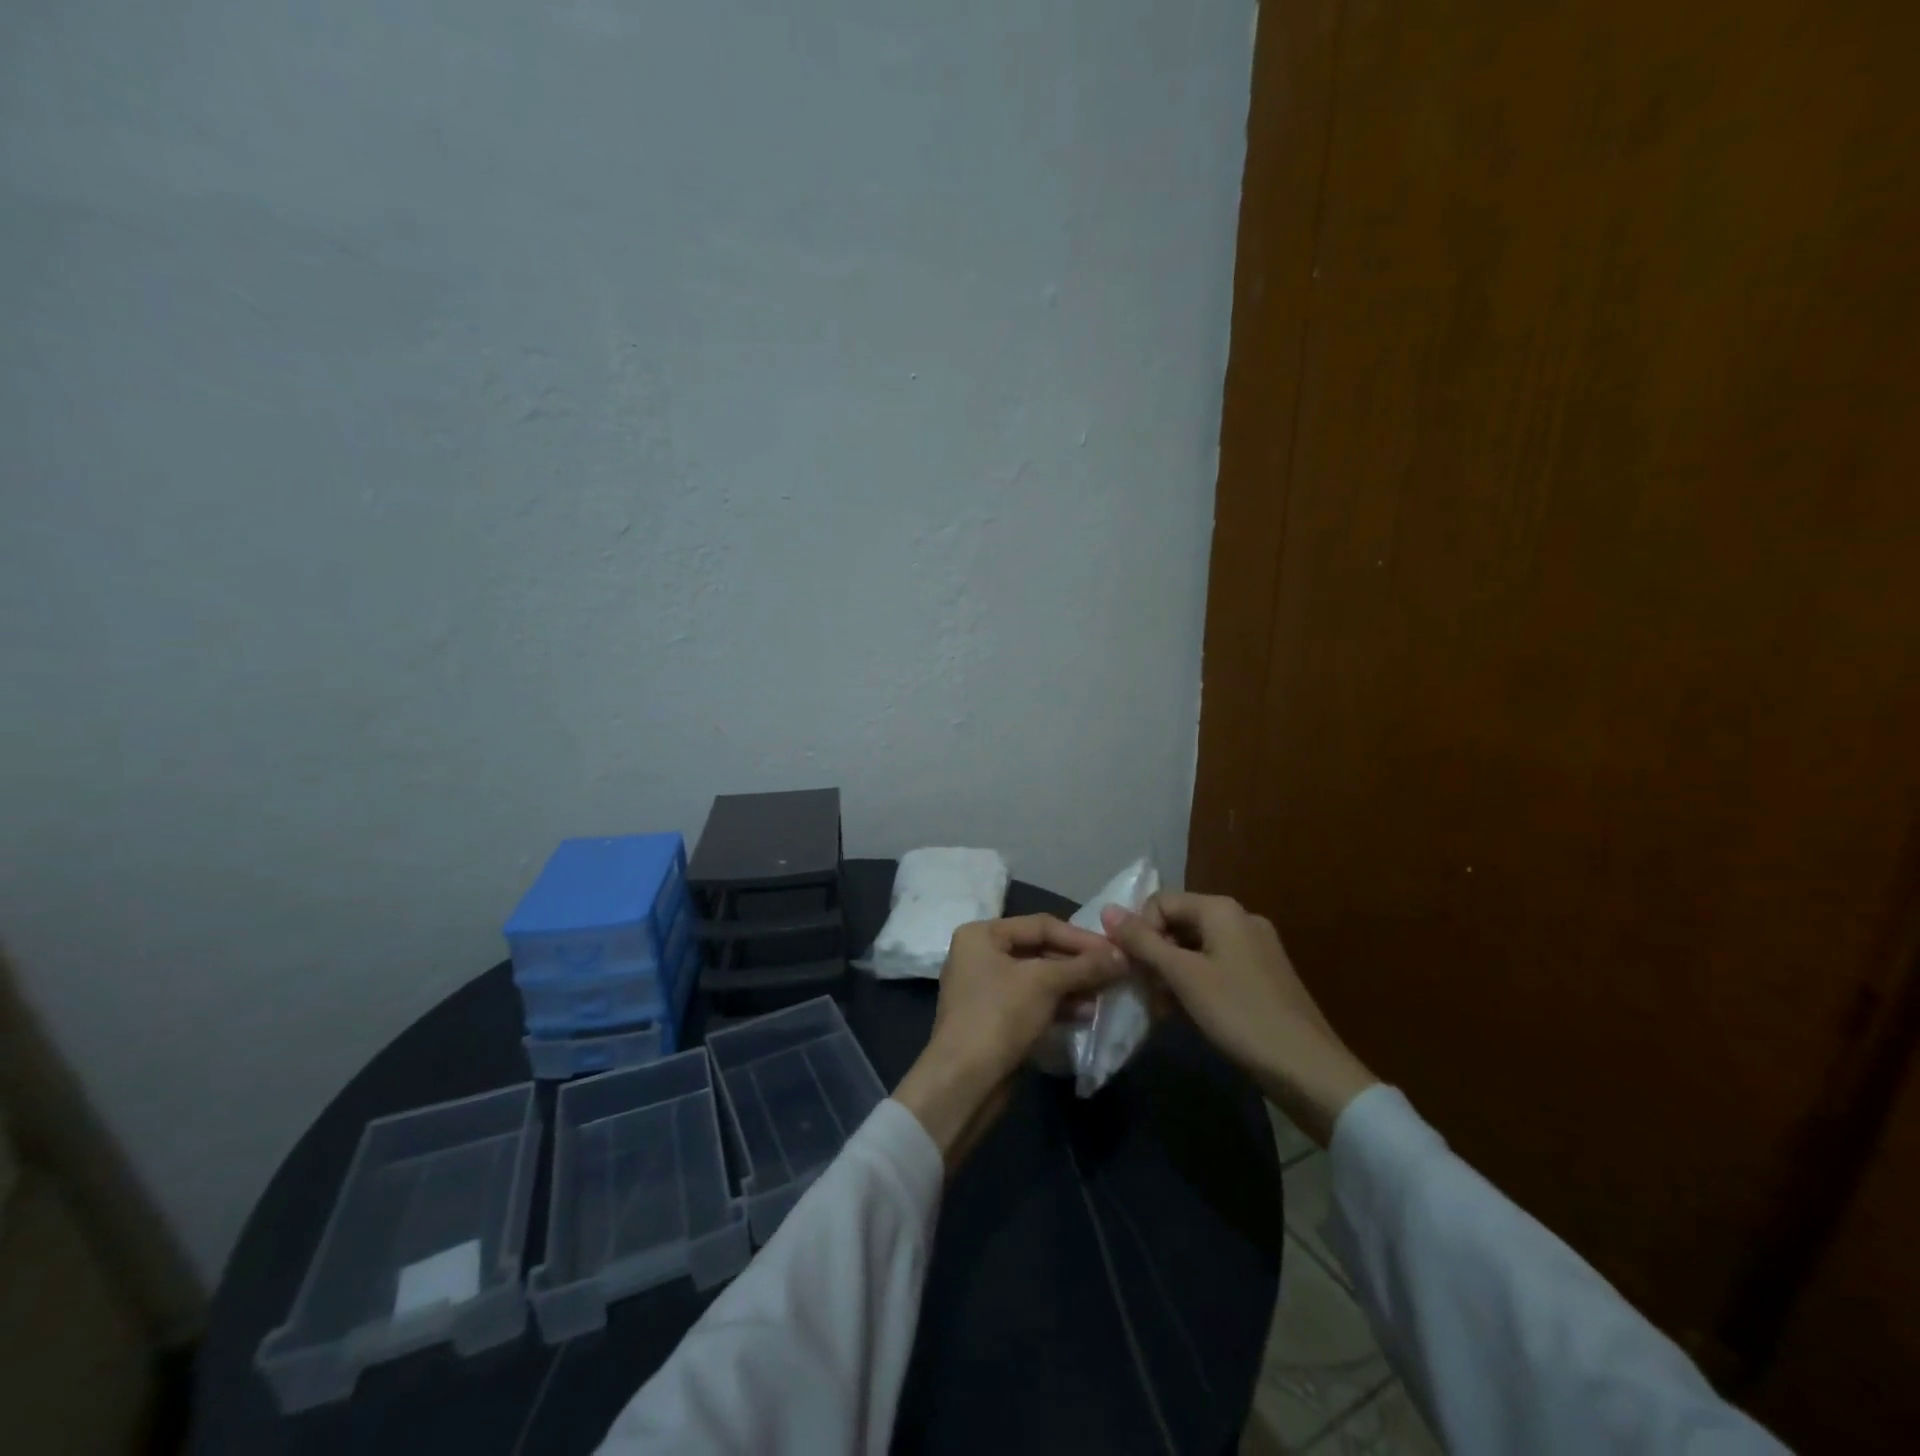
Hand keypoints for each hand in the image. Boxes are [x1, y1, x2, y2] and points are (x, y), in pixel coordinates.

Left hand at [893, 915, 1125, 1167]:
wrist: (964, 1081)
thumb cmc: (999, 1016)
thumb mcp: (1044, 983)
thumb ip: (1084, 966)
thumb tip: (1123, 955)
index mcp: (982, 934)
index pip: (1040, 925)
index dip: (1081, 937)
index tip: (1116, 950)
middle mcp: (980, 955)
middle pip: (1039, 950)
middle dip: (1077, 964)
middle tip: (1115, 972)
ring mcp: (986, 989)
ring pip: (1038, 978)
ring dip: (1072, 985)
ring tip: (1105, 995)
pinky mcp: (995, 1019)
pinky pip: (1032, 1002)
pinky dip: (1058, 1004)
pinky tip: (1086, 1013)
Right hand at [1102, 893, 1377, 1145]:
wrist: (1309, 1070)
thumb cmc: (1240, 1015)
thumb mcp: (1183, 977)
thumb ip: (1143, 942)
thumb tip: (1107, 910)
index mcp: (1221, 910)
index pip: (1160, 902)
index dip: (1140, 931)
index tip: (1135, 969)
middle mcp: (1240, 919)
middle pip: (1178, 923)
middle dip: (1155, 955)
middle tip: (1146, 992)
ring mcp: (1255, 948)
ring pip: (1194, 948)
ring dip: (1171, 974)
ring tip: (1164, 1009)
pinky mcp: (1263, 976)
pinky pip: (1215, 967)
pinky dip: (1195, 984)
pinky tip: (1188, 1014)